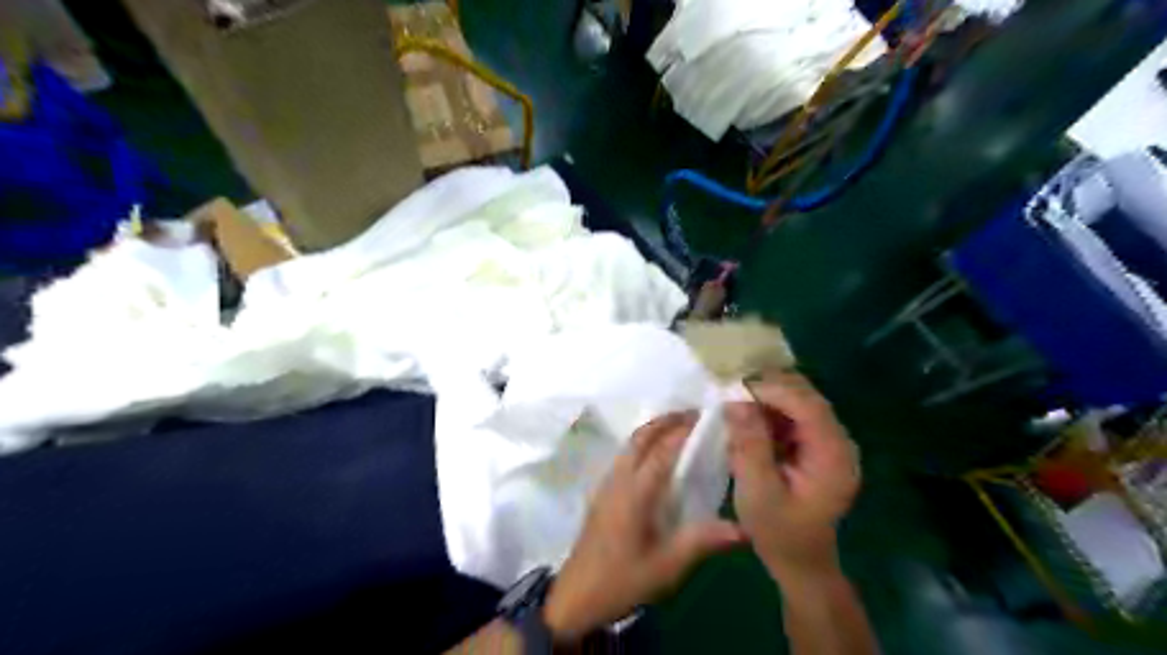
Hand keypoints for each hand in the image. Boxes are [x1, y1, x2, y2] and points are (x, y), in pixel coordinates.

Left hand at [543, 412, 741, 640]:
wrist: (576, 596)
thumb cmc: (622, 580)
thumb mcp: (666, 567)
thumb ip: (701, 542)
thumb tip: (742, 528)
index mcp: (635, 492)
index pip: (662, 451)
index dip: (684, 432)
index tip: (706, 418)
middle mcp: (618, 480)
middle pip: (640, 437)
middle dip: (665, 421)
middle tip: (693, 415)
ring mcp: (606, 484)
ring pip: (629, 444)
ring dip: (652, 430)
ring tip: (678, 428)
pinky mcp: (601, 493)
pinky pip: (624, 456)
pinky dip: (642, 444)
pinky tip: (655, 457)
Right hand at [727, 374, 858, 583]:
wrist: (800, 563)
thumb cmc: (779, 532)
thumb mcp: (757, 491)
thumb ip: (749, 444)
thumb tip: (736, 402)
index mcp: (832, 455)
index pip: (808, 406)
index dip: (772, 391)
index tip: (736, 389)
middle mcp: (838, 443)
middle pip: (807, 398)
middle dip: (769, 389)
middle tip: (732, 389)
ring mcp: (829, 444)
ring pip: (799, 402)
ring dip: (767, 399)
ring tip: (736, 403)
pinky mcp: (817, 448)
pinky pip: (794, 417)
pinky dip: (770, 413)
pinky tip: (748, 421)